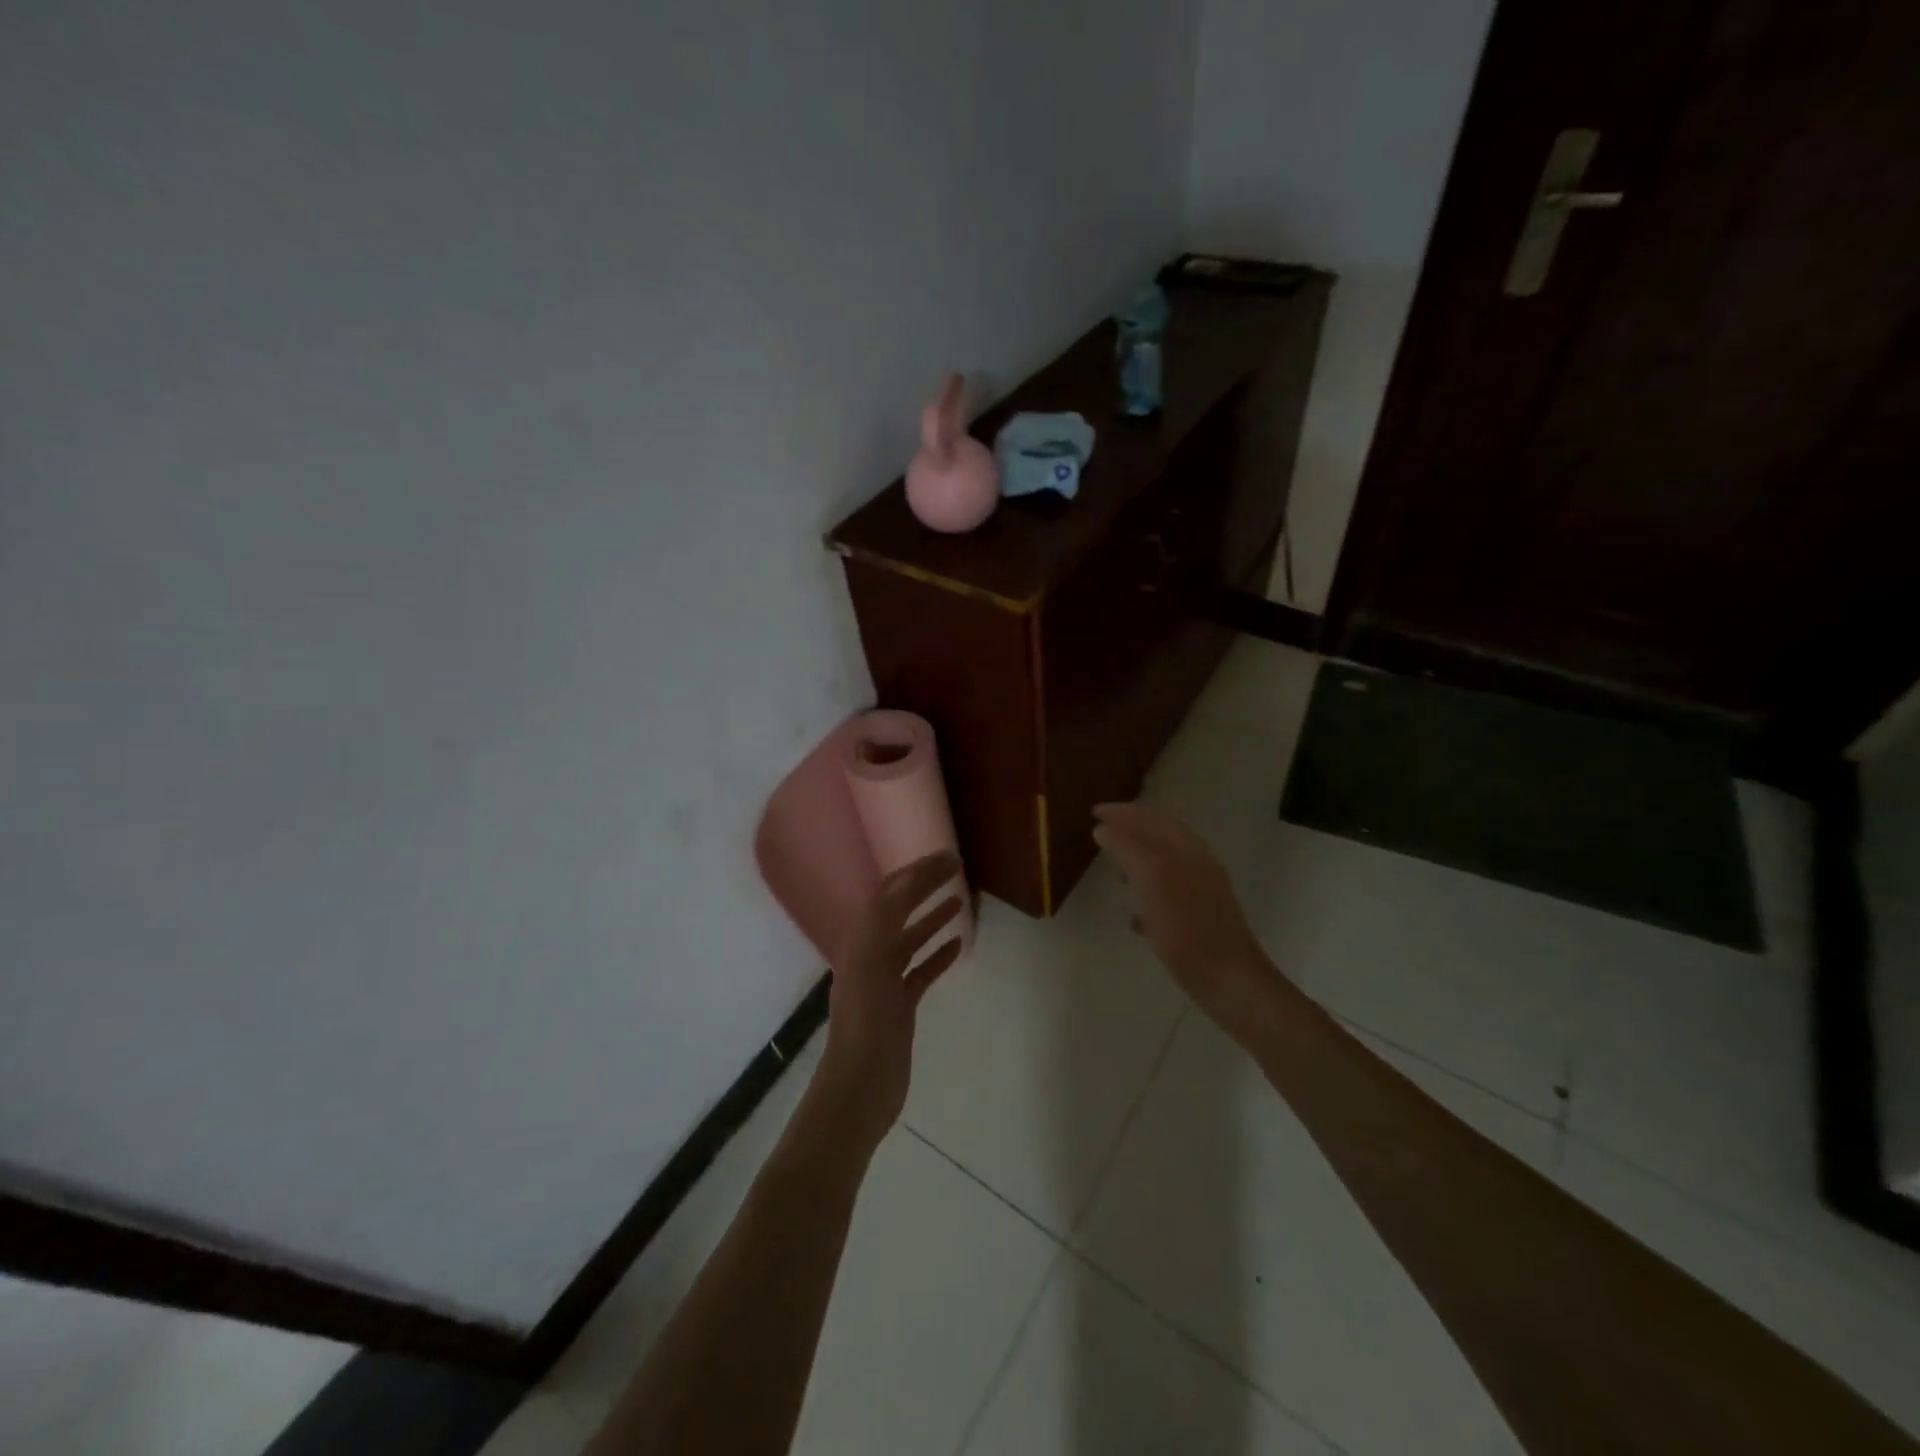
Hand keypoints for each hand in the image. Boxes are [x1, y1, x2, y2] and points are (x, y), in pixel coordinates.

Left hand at [817, 851, 965, 1149]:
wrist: (860, 1088)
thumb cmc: (867, 1027)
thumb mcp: (871, 966)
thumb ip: (884, 923)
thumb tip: (901, 882)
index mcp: (862, 942)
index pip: (890, 894)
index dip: (916, 871)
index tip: (946, 856)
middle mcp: (871, 954)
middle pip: (900, 911)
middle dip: (925, 885)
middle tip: (956, 868)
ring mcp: (885, 981)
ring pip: (910, 939)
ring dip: (932, 916)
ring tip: (959, 899)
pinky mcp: (899, 1006)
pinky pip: (920, 971)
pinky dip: (938, 955)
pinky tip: (958, 946)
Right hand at [1093, 803, 1279, 1023]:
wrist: (1229, 980)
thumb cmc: (1186, 928)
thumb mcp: (1151, 881)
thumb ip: (1127, 850)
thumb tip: (1104, 828)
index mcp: (1186, 849)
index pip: (1151, 818)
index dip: (1122, 812)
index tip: (1093, 811)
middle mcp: (1196, 864)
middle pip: (1159, 838)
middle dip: (1131, 833)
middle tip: (1101, 833)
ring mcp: (1201, 892)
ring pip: (1164, 866)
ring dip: (1138, 862)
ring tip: (1113, 870)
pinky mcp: (1199, 920)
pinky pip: (1168, 896)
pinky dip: (1148, 895)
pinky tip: (1133, 916)